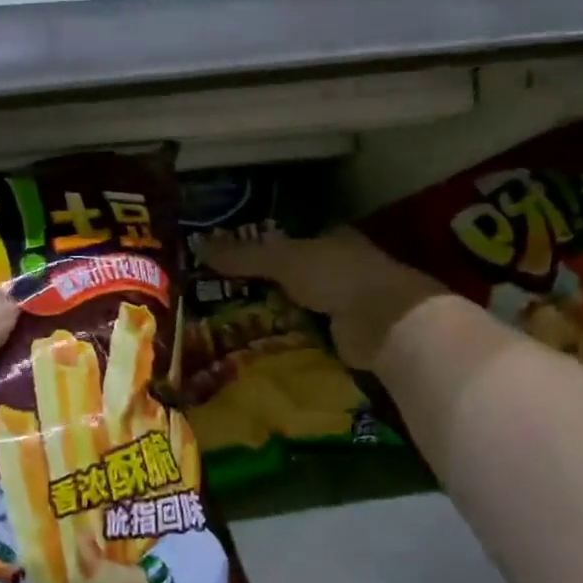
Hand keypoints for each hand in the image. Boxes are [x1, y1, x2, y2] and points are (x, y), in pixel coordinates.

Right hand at [203, 228, 446, 369]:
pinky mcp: (346, 334)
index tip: (231, 258)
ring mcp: (346, 302)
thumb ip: (244, 256)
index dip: (265, 245)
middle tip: (223, 294)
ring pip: (301, 304)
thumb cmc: (336, 275)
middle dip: (265, 283)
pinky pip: (308, 333)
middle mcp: (340, 266)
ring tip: (231, 322)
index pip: (293, 238)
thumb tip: (199, 247)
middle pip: (294, 273)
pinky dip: (289, 337)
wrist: (384, 322)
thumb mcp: (282, 259)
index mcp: (331, 238)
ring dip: (276, 313)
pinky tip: (259, 344)